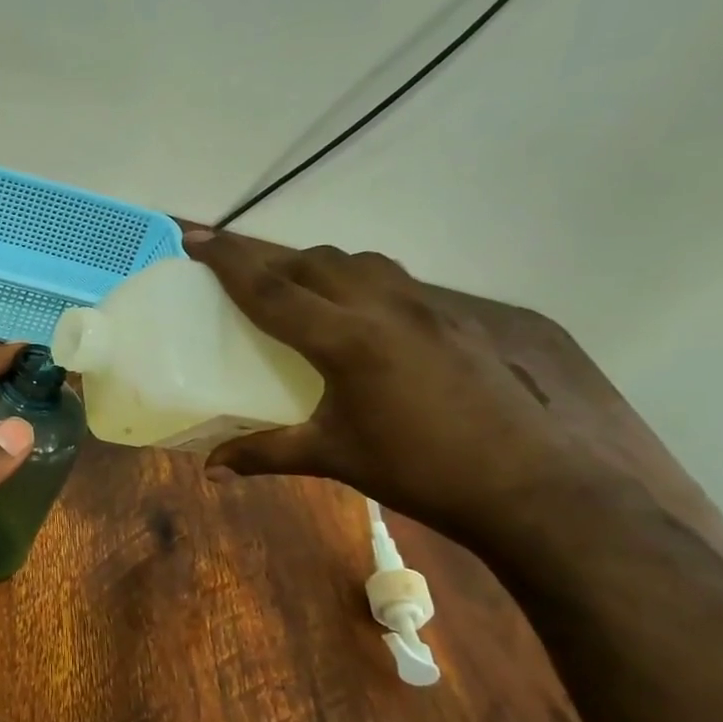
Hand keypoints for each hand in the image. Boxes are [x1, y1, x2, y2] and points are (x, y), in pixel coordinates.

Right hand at [186, 231, 607, 544]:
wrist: (527, 483)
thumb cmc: (418, 470)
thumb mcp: (333, 459)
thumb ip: (265, 454)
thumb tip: (210, 470)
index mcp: (345, 340)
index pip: (272, 289)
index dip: (228, 262)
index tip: (195, 237)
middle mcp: (383, 308)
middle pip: (313, 262)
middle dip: (268, 260)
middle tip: (238, 276)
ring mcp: (426, 309)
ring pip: (358, 262)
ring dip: (317, 266)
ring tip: (296, 291)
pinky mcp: (454, 320)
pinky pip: (392, 280)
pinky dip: (358, 282)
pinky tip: (358, 318)